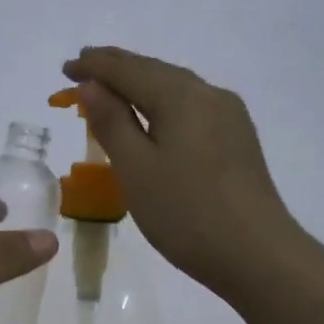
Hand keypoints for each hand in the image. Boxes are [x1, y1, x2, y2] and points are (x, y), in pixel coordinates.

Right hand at [63, 46, 296, 302]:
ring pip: (174, 87)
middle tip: (82, 67)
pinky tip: (152, 115)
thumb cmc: (187, 213)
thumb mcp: (136, 169)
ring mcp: (229, 116)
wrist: (258, 256)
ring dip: (138, 83)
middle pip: (154, 70)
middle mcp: (208, 95)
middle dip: (116, 67)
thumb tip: (91, 85)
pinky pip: (190, 105)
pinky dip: (160, 101)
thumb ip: (111, 122)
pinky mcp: (237, 139)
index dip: (93, 67)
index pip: (127, 69)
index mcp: (181, 97)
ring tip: (110, 87)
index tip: (65, 69)